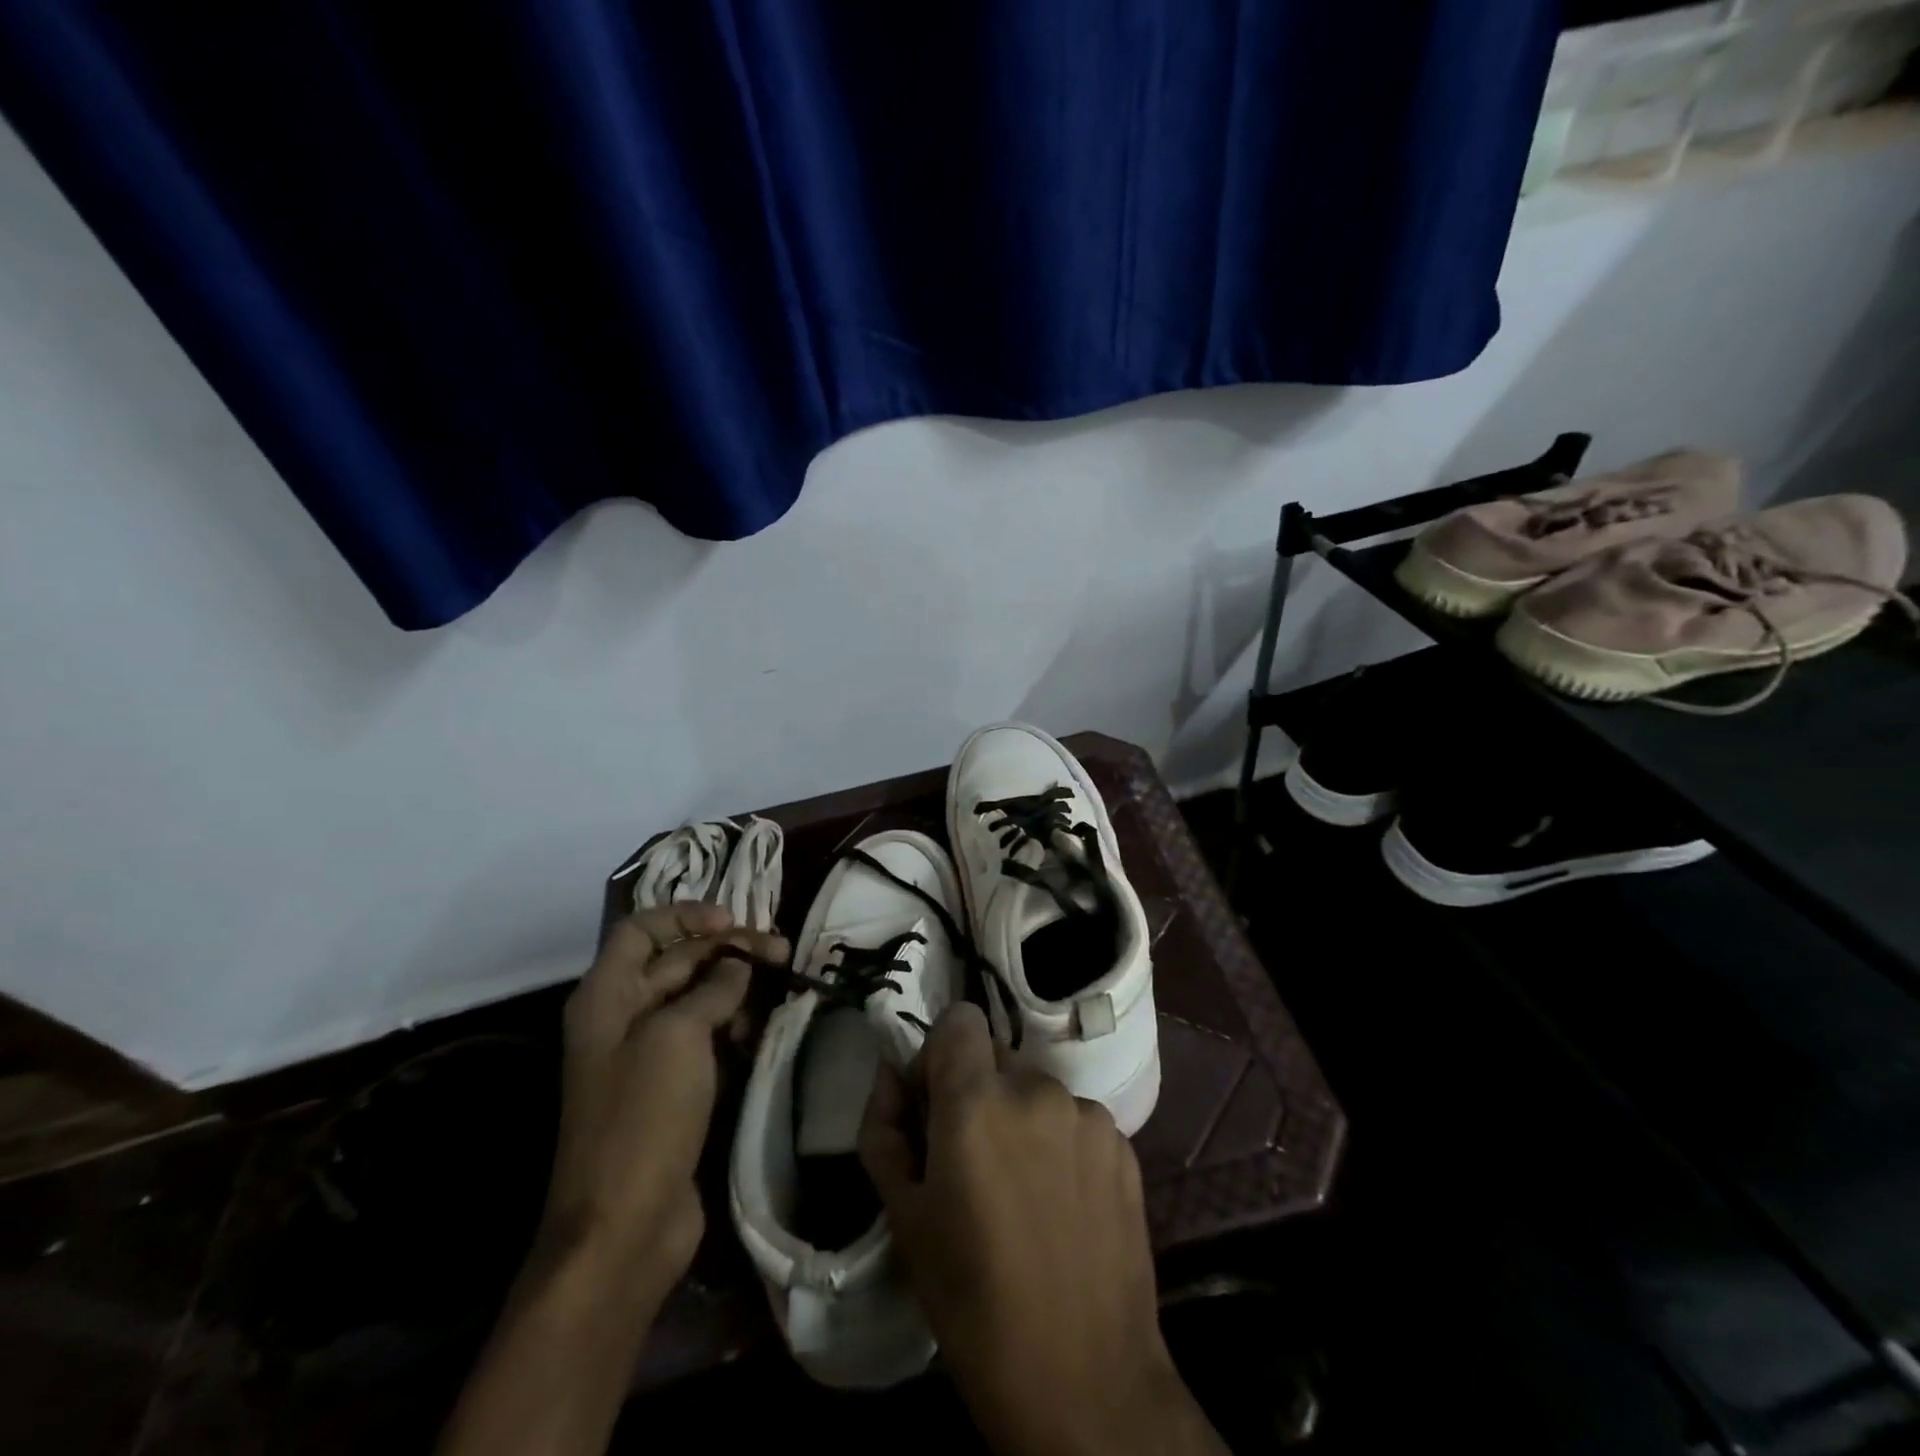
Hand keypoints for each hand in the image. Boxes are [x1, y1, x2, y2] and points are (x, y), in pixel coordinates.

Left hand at [541, 903, 787, 1304]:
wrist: (624, 1227)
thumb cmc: (643, 1118)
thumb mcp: (678, 1036)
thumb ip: (712, 988)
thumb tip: (738, 964)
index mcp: (606, 997)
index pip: (641, 930)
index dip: (685, 916)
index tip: (733, 922)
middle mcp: (622, 1018)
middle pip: (676, 962)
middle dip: (727, 950)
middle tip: (782, 950)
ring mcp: (648, 1057)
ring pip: (697, 1000)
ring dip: (736, 986)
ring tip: (782, 983)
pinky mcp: (672, 1089)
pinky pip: (706, 1038)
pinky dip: (734, 1024)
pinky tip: (763, 1026)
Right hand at [859, 1005, 1224, 1455]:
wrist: (1087, 1385)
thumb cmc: (974, 1305)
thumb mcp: (905, 1219)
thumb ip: (884, 1130)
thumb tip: (889, 1076)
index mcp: (977, 1102)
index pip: (959, 1019)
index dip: (939, 1054)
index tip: (933, 1107)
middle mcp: (1037, 1089)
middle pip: (995, 1057)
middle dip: (975, 1092)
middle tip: (970, 1163)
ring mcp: (1087, 1114)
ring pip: (1035, 1091)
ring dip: (1019, 1120)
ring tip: (1019, 1194)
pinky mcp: (1122, 1144)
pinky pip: (1074, 1120)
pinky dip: (1058, 1143)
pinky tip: (1059, 1206)